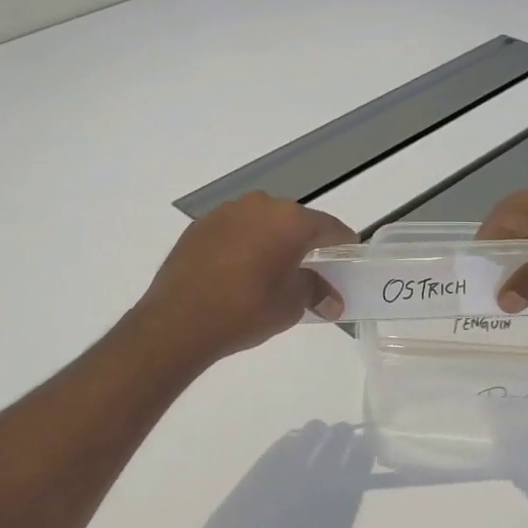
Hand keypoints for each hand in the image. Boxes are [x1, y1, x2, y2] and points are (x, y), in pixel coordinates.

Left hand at [135, 192, 355, 362]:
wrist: (178, 321)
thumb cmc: (245, 311)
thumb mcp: (290, 305)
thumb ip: (315, 292)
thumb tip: (332, 300)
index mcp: (290, 221)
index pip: (328, 227)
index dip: (343, 242)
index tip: (349, 255)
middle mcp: (260, 206)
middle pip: (294, 220)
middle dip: (305, 241)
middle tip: (311, 268)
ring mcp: (226, 212)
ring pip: (261, 222)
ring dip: (271, 240)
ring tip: (271, 269)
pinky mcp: (200, 225)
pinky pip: (234, 230)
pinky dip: (244, 244)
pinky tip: (239, 270)